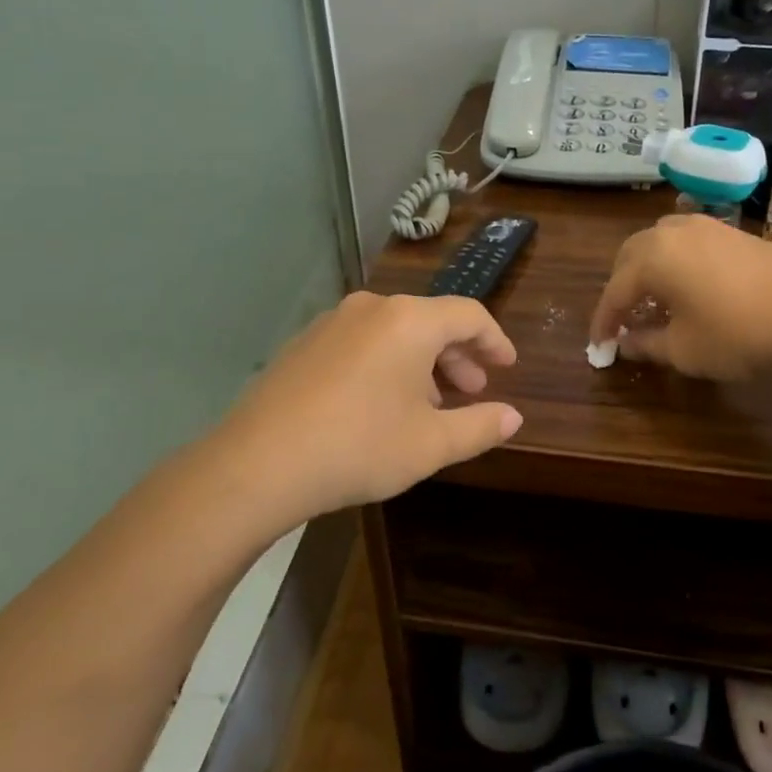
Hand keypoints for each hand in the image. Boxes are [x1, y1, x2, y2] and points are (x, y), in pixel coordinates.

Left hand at [209, 291, 521, 520]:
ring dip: (422, 361)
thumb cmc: (359, 447)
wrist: (258, 463)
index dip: (495, 340)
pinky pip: (363, 341)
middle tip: (472, 389)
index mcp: (410, 321)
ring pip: (395, 332)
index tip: (507, 366)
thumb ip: (480, 426)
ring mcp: (333, 321)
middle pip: (430, 320)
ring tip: (429, 403)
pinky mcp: (305, 342)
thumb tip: (513, 416)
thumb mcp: (431, 444)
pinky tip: (381, 403)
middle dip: (458, 354)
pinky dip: (386, 363)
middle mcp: (373, 308)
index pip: (469, 315)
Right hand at [590, 214, 771, 379]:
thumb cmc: (739, 334)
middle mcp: (672, 232)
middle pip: (629, 256)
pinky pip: (685, 240)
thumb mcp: (684, 350)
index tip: (599, 346)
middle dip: (621, 288)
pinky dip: (674, 260)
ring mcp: (704, 226)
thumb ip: (646, 344)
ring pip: (657, 241)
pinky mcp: (730, 231)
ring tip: (654, 299)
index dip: (604, 321)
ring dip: (646, 269)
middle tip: (623, 319)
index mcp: (653, 258)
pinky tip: (688, 286)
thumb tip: (625, 343)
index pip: (615, 291)